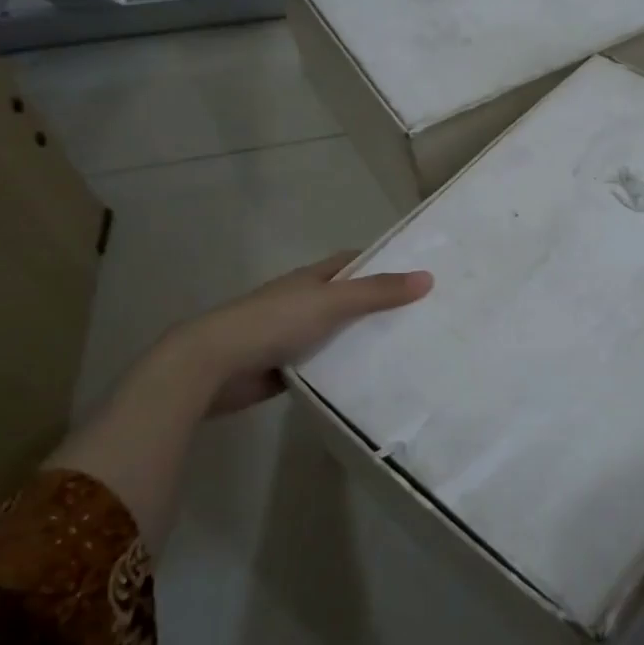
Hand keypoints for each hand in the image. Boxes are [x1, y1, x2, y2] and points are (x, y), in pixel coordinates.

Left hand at [185, 251, 432, 415]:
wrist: (215, 365)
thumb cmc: (274, 322)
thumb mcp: (332, 302)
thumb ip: (377, 292)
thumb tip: (427, 277)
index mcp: (312, 279)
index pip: (354, 263)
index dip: (383, 263)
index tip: (418, 274)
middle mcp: (305, 303)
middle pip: (350, 300)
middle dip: (382, 307)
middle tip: (427, 318)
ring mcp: (295, 336)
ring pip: (340, 336)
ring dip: (366, 342)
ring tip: (412, 351)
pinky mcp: (289, 369)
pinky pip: (327, 366)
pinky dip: (346, 371)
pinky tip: (376, 381)